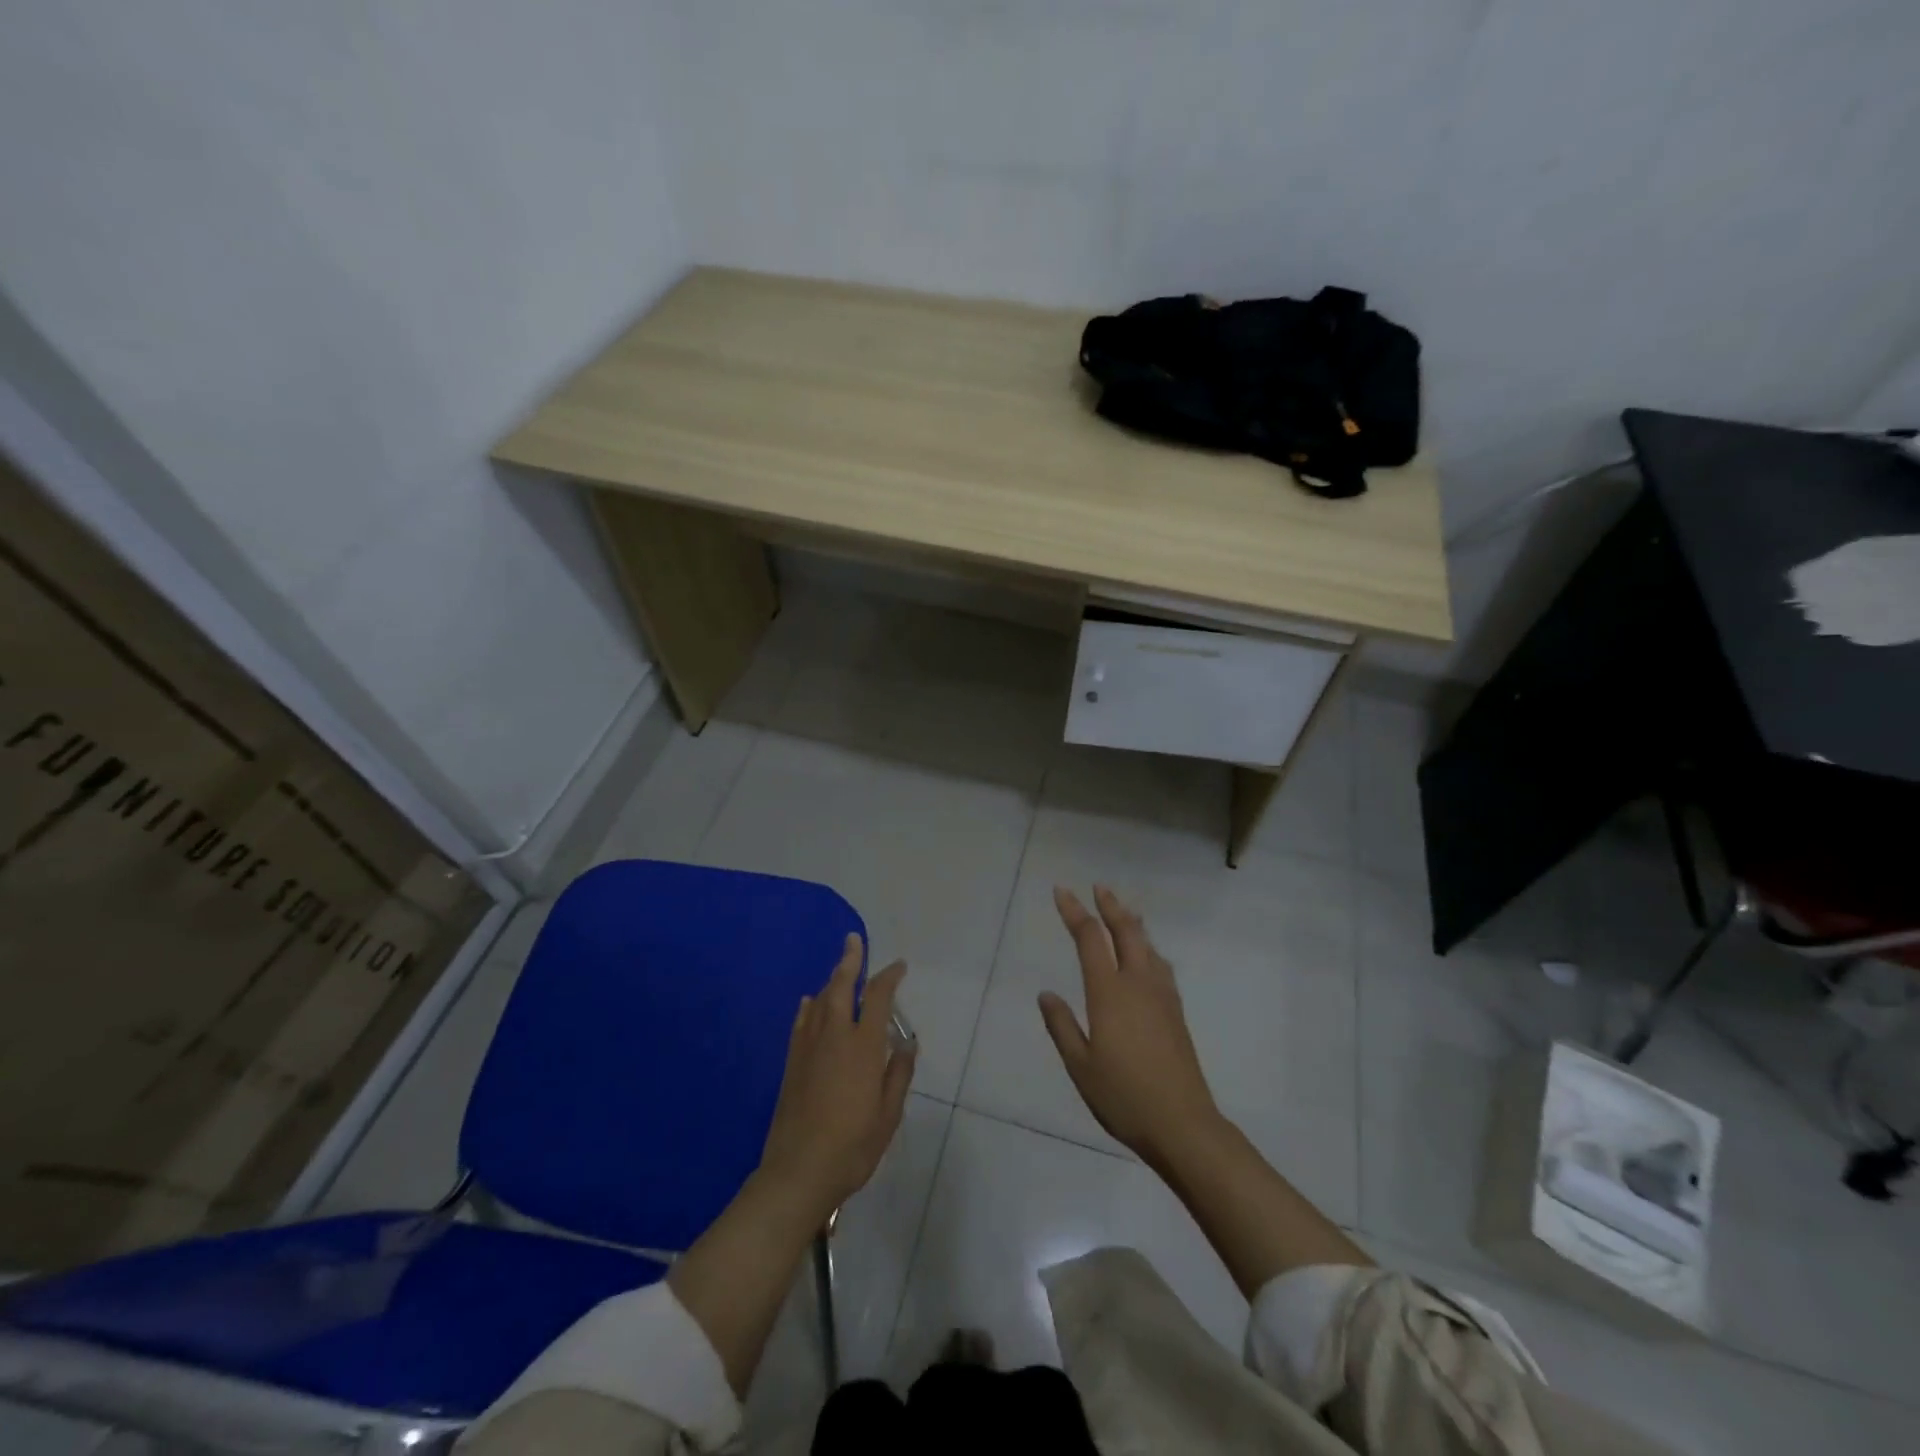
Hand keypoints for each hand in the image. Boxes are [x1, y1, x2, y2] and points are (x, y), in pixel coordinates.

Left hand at [756, 935, 915, 1224]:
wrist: (798, 1171)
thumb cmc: (852, 1145)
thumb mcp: (888, 1114)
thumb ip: (898, 1074)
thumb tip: (906, 1043)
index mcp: (862, 1046)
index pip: (878, 998)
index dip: (889, 977)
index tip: (898, 967)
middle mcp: (834, 1036)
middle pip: (841, 986)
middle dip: (850, 961)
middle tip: (854, 940)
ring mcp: (808, 1047)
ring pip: (819, 1000)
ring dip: (831, 980)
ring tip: (840, 970)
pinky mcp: (791, 1062)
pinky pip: (801, 1021)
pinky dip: (808, 1006)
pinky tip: (809, 1002)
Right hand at [1039, 886, 1220, 1166]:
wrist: (1183, 1124)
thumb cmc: (1123, 1096)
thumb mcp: (1080, 1066)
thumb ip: (1062, 1026)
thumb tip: (1046, 994)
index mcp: (1109, 993)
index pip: (1089, 939)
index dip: (1074, 911)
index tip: (1062, 891)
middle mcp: (1138, 984)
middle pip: (1125, 931)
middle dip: (1110, 906)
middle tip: (1098, 888)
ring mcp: (1162, 996)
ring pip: (1147, 945)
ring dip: (1132, 923)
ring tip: (1124, 911)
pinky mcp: (1176, 1012)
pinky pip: (1161, 965)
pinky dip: (1149, 948)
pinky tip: (1149, 957)